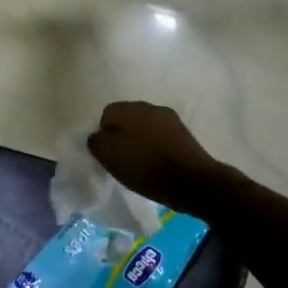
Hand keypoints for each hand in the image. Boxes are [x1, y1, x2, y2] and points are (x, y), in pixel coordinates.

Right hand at [86, 101, 232, 213]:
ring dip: (140, 141)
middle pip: (127, 119)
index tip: (107, 155)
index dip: (103, 134)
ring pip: (145, 127)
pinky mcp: (184, 133)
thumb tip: (98, 136)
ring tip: (141, 163)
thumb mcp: (108, 156)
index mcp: (128, 108)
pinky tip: (158, 164)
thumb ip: (96, 141)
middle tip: (121, 159)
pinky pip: (162, 137)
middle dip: (122, 135)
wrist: (192, 180)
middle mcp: (149, 106)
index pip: (106, 114)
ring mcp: (169, 119)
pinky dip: (156, 147)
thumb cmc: (144, 167)